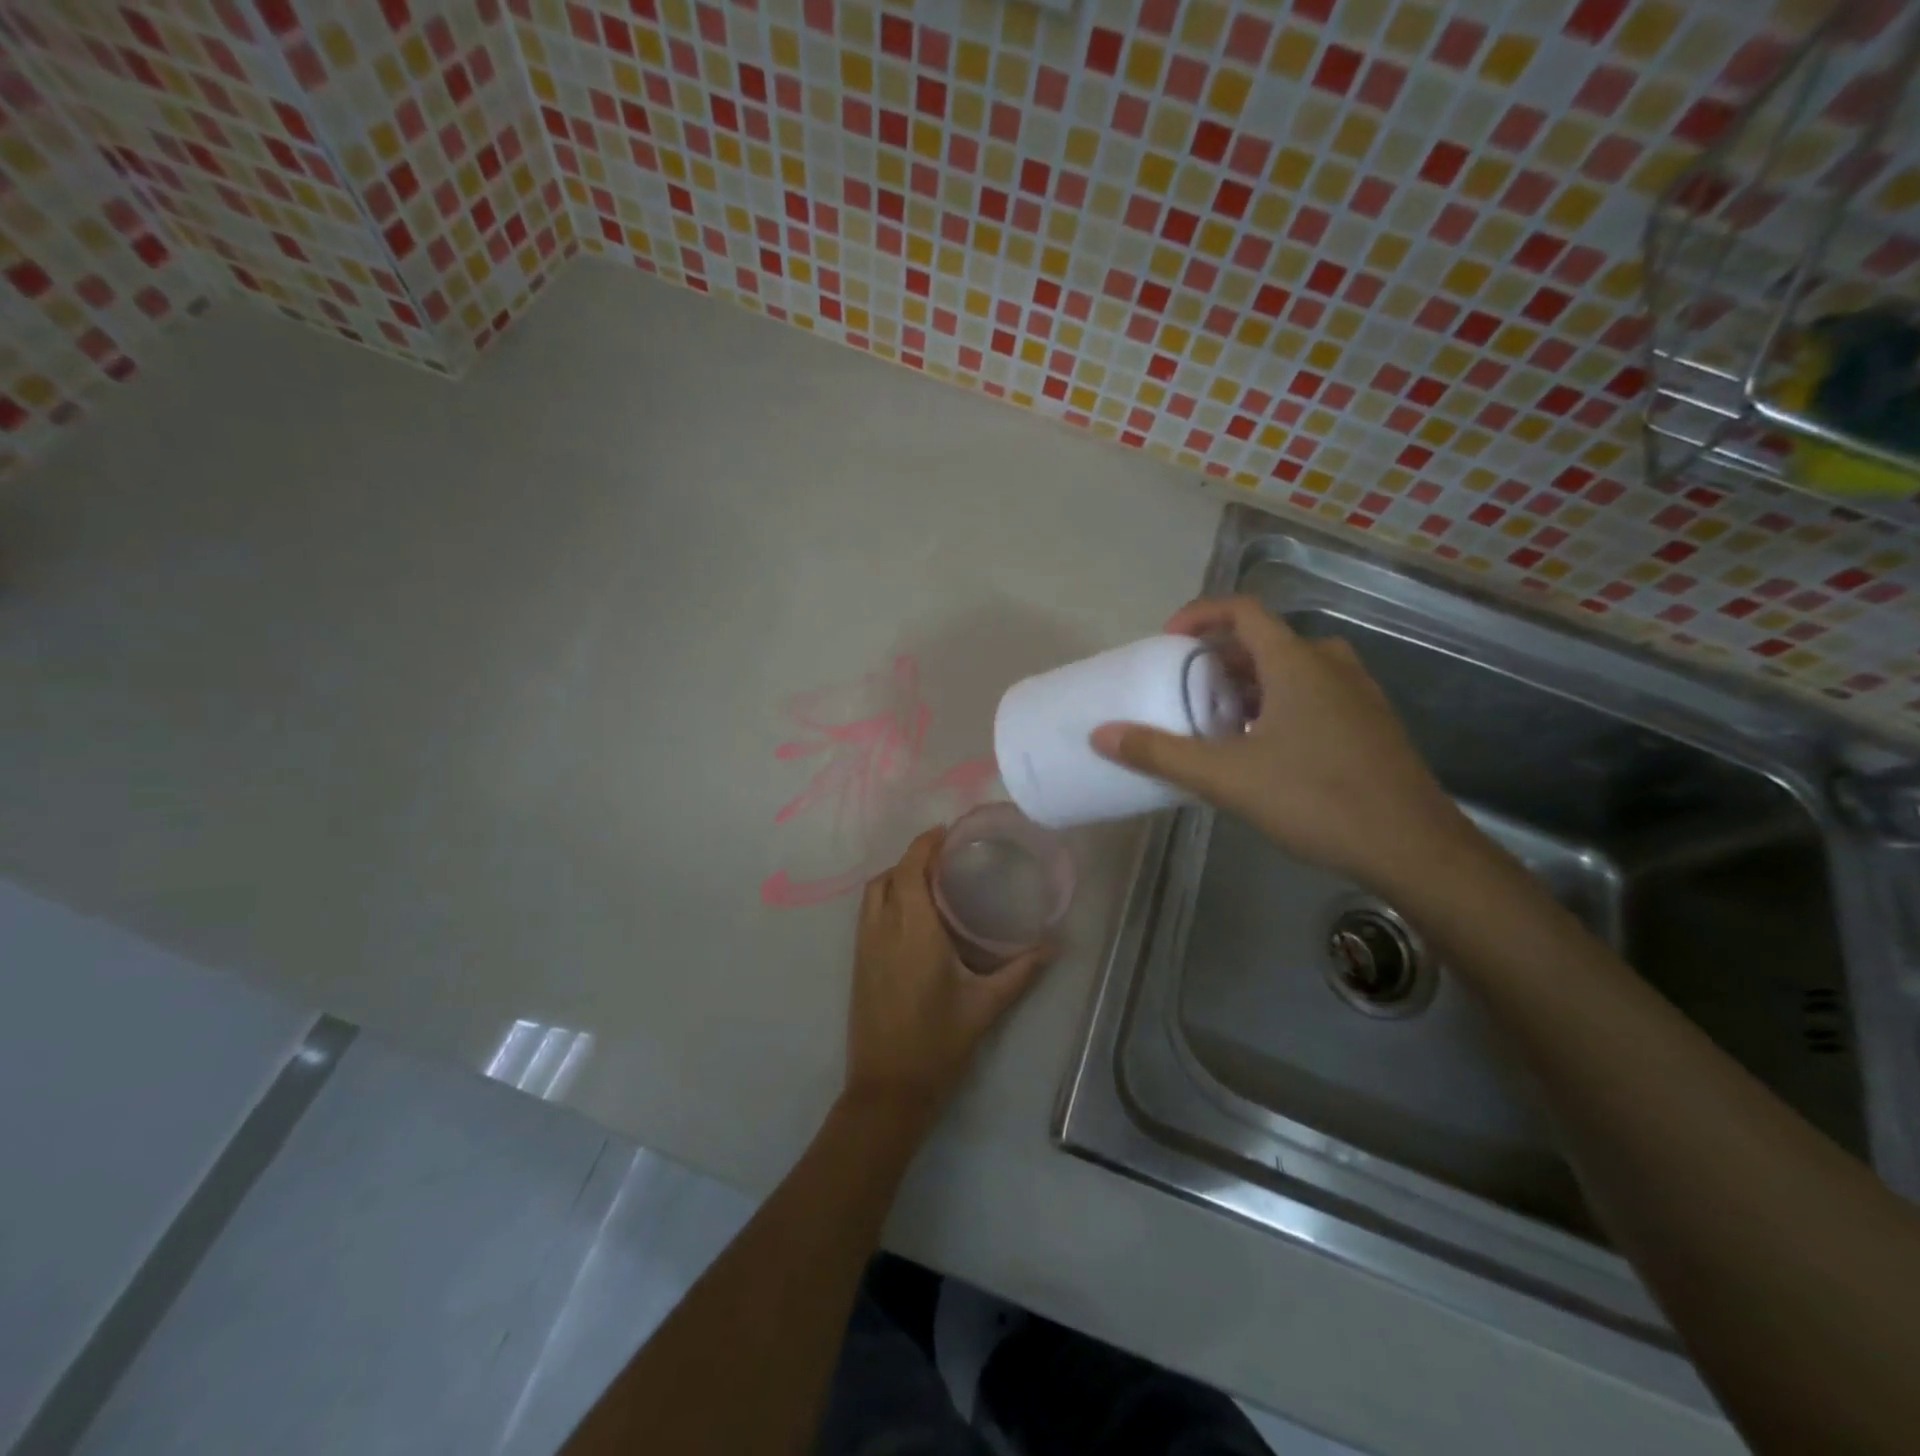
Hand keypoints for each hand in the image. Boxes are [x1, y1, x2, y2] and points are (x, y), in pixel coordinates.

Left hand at [842, 828, 1054, 1127]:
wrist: (888, 1089)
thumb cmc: (939, 1043)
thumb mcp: (986, 1005)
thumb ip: (1021, 970)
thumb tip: (1054, 943)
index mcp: (913, 930)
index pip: (911, 868)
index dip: (925, 843)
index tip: (948, 832)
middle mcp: (883, 929)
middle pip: (890, 874)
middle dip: (914, 857)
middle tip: (947, 857)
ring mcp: (864, 946)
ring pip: (873, 892)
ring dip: (897, 876)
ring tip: (931, 881)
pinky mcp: (857, 963)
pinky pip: (868, 913)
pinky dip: (886, 897)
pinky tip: (913, 916)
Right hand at [1090, 596, 1470, 891]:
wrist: (1413, 848)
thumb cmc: (1316, 799)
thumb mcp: (1226, 777)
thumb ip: (1160, 753)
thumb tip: (1101, 734)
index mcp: (1296, 662)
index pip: (1242, 610)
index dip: (1199, 615)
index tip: (1167, 642)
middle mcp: (1331, 665)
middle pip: (1266, 641)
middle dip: (1221, 658)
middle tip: (1188, 688)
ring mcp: (1358, 694)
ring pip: (1293, 669)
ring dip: (1251, 683)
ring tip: (1220, 720)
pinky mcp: (1371, 724)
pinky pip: (1316, 694)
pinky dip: (1281, 703)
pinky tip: (1266, 749)